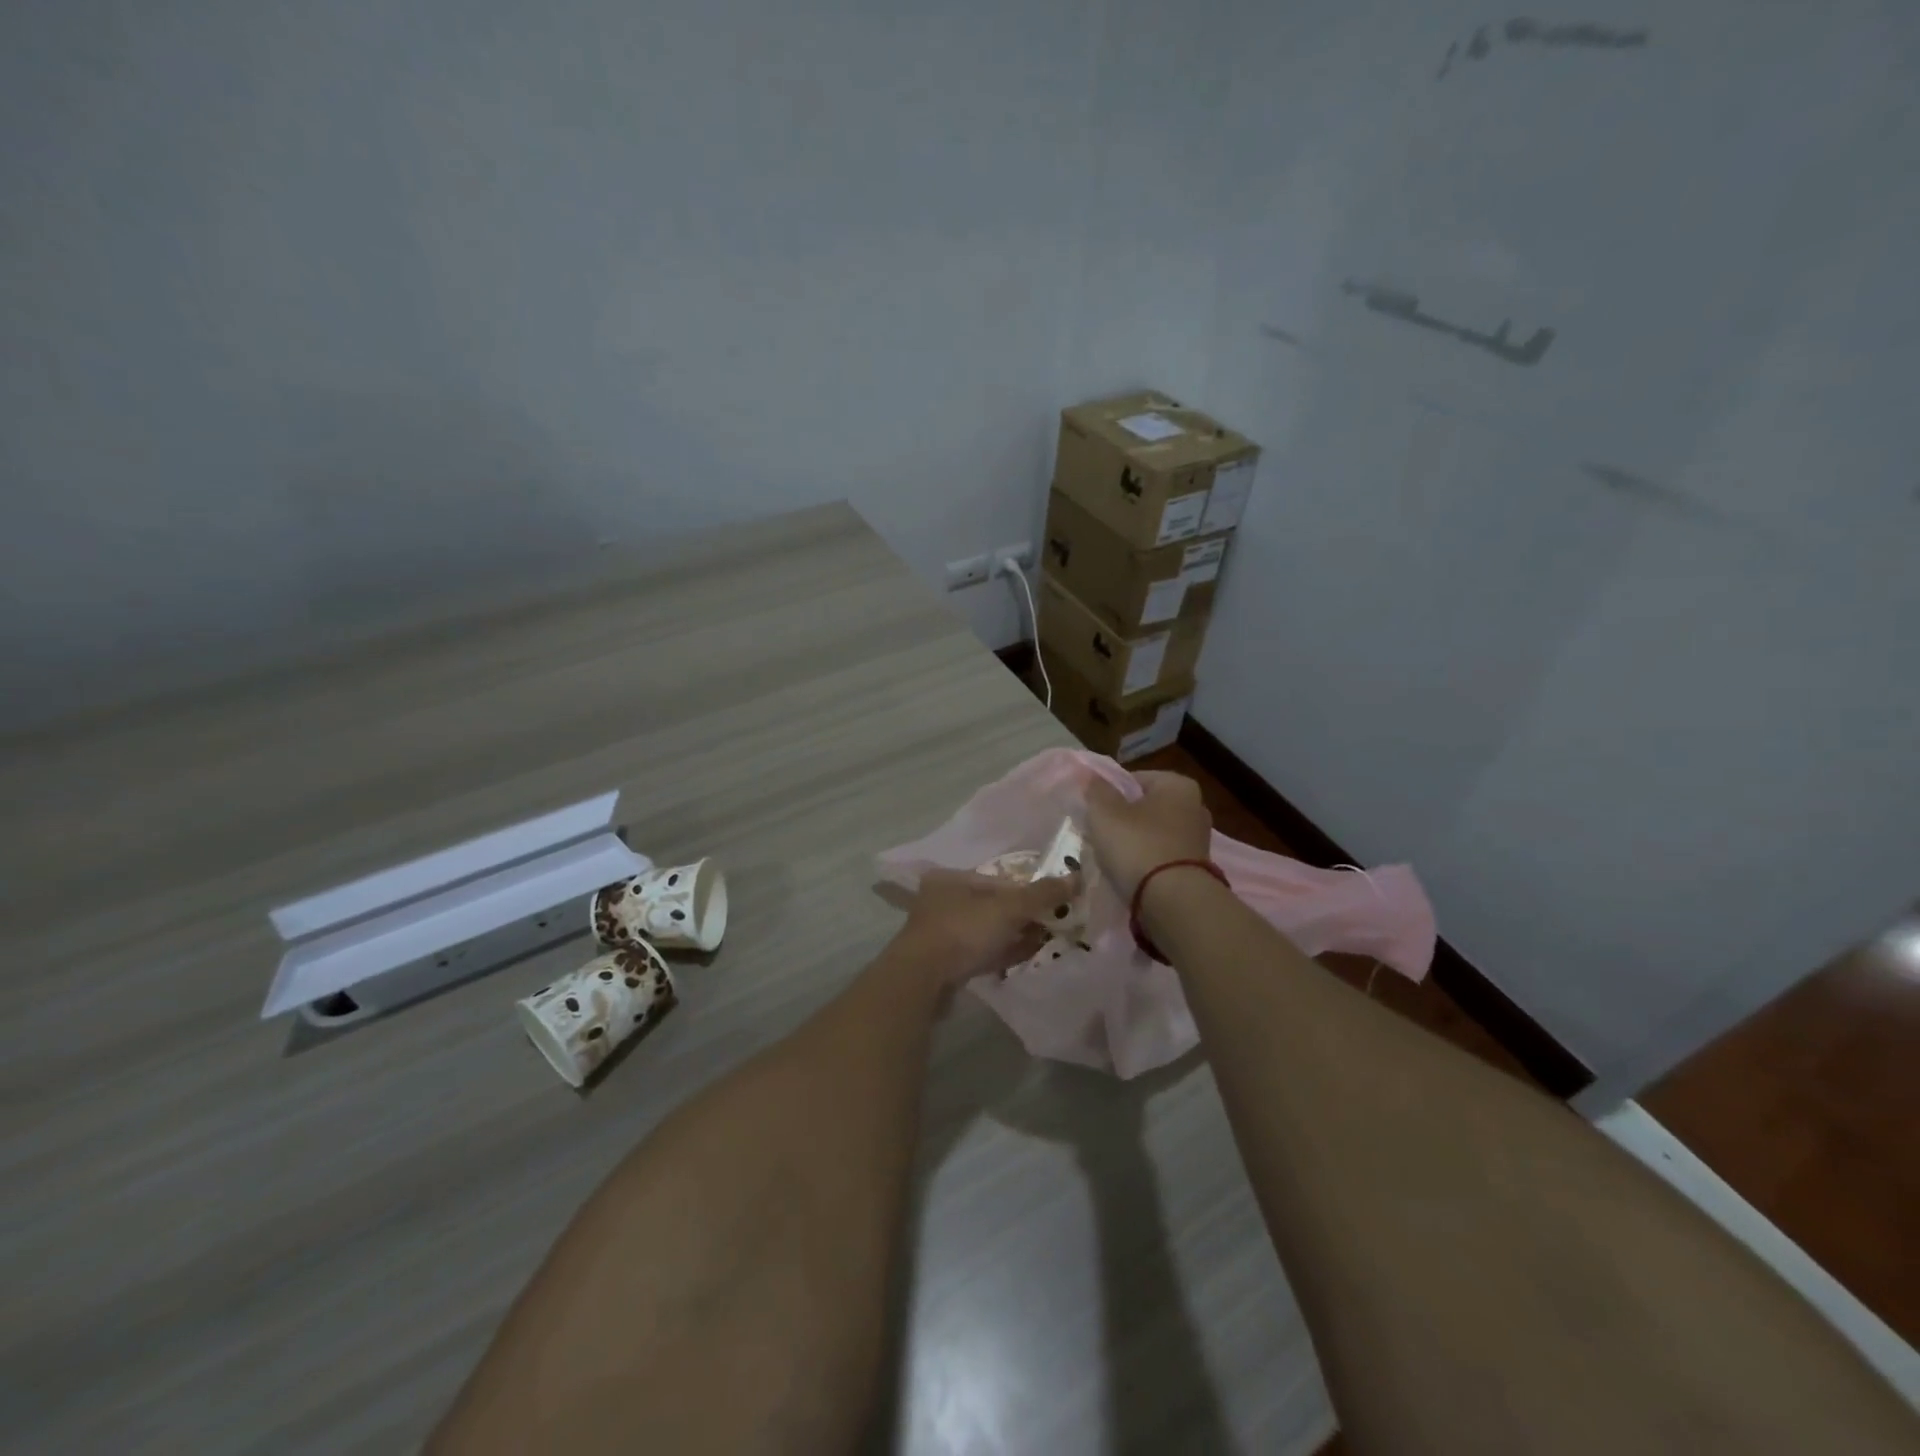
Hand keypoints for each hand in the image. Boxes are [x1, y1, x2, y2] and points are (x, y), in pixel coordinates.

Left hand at [892, 869, 1078, 986]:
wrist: (921, 982)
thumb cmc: (963, 932)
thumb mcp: (1007, 908)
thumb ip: (1042, 894)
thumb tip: (1077, 877)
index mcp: (953, 879)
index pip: (1000, 880)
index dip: (1031, 890)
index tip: (1058, 903)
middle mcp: (945, 901)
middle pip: (995, 905)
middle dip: (1026, 915)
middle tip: (1057, 924)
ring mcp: (944, 934)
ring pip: (989, 931)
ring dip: (1017, 935)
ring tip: (1047, 941)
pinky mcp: (947, 963)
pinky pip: (983, 953)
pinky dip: (1004, 953)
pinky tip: (1027, 956)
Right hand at [1084, 771, 1212, 899]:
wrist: (1173, 902)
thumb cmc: (1137, 846)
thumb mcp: (1105, 813)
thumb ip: (1097, 790)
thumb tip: (1092, 777)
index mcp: (1177, 784)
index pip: (1133, 779)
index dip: (1108, 794)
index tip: (1092, 813)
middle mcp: (1195, 806)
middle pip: (1144, 806)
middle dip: (1121, 819)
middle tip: (1098, 834)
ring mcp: (1198, 838)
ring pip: (1151, 833)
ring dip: (1132, 842)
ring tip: (1110, 857)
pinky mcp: (1195, 867)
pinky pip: (1161, 855)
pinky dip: (1145, 861)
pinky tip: (1129, 873)